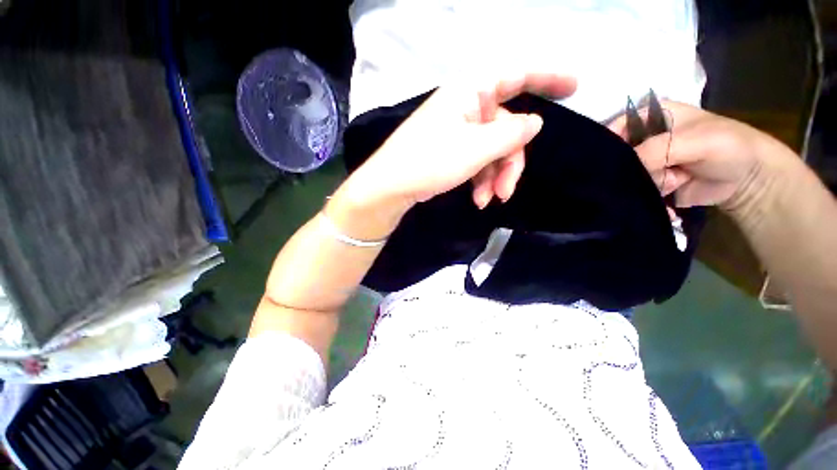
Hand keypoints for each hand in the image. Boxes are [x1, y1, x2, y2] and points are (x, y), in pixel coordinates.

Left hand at [348, 73, 577, 211]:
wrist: (392, 186)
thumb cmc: (430, 161)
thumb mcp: (476, 148)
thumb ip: (510, 133)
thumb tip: (535, 121)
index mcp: (470, 91)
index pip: (516, 74)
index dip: (547, 77)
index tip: (574, 86)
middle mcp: (466, 106)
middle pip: (506, 128)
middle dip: (510, 163)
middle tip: (506, 191)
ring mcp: (458, 130)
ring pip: (493, 150)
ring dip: (495, 177)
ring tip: (488, 200)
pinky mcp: (452, 150)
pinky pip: (478, 161)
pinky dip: (481, 180)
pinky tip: (478, 199)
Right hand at [607, 100, 792, 211]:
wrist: (749, 181)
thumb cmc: (727, 146)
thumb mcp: (693, 141)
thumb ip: (656, 151)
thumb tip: (618, 171)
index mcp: (650, 117)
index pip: (614, 128)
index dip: (605, 144)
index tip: (604, 163)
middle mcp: (643, 140)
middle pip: (617, 156)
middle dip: (628, 169)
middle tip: (655, 173)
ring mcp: (646, 163)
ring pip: (625, 177)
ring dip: (645, 184)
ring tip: (674, 182)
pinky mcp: (649, 182)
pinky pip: (635, 192)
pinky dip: (648, 198)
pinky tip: (667, 199)